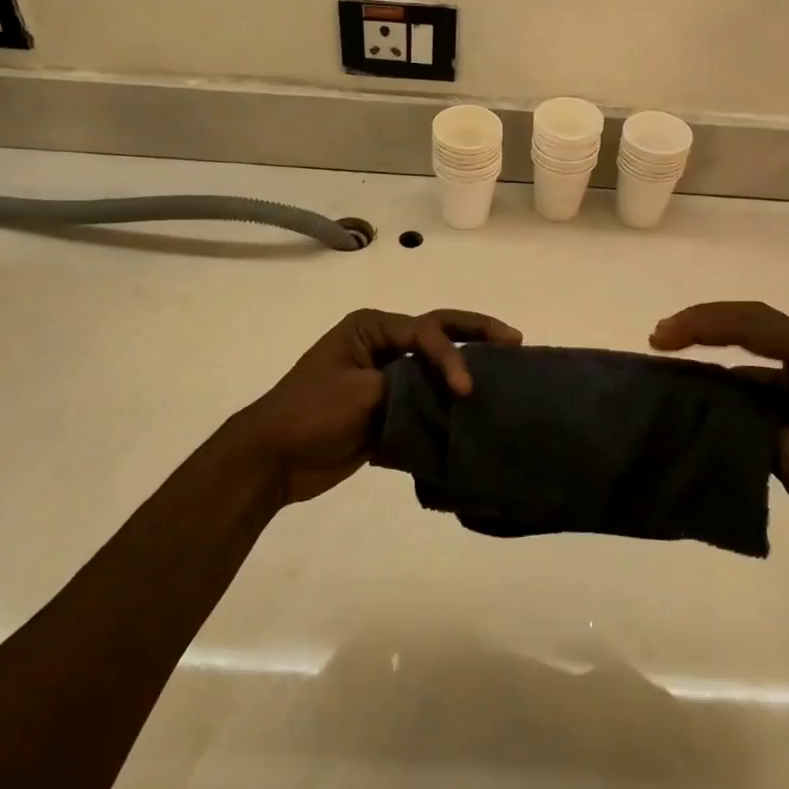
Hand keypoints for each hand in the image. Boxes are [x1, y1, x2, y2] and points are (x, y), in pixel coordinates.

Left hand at [223, 307, 521, 506]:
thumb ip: (407, 386)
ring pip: (435, 367)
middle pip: (437, 333)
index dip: (451, 356)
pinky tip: (476, 412)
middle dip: (475, 334)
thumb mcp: (361, 392)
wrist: (274, 459)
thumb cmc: (311, 413)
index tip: (465, 389)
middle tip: (514, 340)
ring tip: (506, 375)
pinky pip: (426, 400)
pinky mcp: (387, 409)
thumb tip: (448, 395)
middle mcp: (382, 345)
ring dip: (465, 370)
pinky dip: (448, 404)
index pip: (426, 331)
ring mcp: (385, 377)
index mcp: (372, 328)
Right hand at [650, 301, 788, 567]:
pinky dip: (729, 391)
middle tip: (657, 338)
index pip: (752, 325)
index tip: (661, 338)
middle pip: (751, 327)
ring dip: (713, 359)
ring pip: (752, 358)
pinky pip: (760, 387)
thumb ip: (747, 429)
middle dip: (703, 327)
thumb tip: (703, 411)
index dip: (702, 325)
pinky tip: (700, 403)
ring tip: (668, 370)